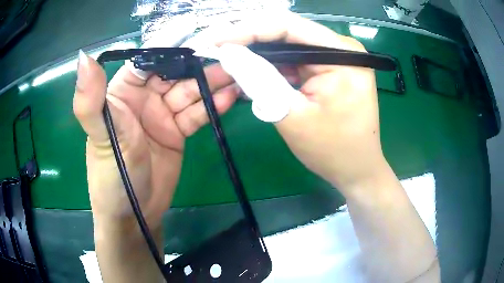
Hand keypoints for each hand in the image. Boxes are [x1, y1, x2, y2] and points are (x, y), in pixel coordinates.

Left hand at [73, 51, 237, 229]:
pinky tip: (230, 97)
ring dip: (212, 83)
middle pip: (174, 73)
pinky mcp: (177, 132)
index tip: (200, 36)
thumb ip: (90, 99)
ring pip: (189, 91)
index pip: (149, 60)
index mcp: (122, 91)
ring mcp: (162, 115)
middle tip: (230, 57)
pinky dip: (213, 105)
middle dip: (199, 65)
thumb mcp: (99, 137)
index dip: (173, 48)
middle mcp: (143, 98)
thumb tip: (83, 56)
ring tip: (237, 74)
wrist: (134, 215)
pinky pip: (197, 113)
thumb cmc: (111, 176)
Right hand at [187, 12, 386, 195]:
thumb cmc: (332, 150)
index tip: (217, 40)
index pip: (288, 26)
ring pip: (290, 47)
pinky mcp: (331, 70)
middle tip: (218, 51)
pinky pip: (297, 61)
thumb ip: (259, 79)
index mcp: (341, 54)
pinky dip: (275, 68)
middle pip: (289, 34)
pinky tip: (255, 74)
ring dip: (261, 56)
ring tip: (232, 63)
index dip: (247, 30)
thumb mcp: (291, 115)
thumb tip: (229, 54)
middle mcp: (342, 48)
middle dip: (251, 42)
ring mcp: (338, 58)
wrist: (356, 170)